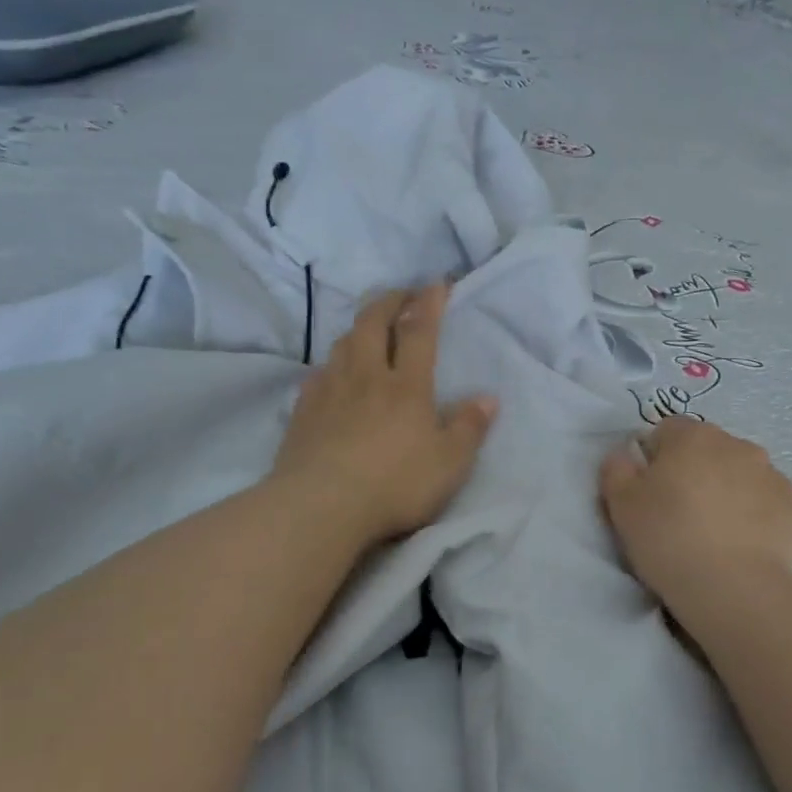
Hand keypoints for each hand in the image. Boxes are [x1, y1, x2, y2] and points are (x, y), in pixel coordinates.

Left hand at [272, 285, 497, 548]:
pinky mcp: (303, 411)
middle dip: (390, 302)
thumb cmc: (394, 484)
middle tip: (401, 294)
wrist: (320, 507)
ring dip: (358, 327)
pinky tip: (332, 373)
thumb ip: (469, 428)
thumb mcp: (449, 464)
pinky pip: (318, 373)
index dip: (429, 304)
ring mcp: (330, 391)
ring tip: (369, 328)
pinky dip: (332, 363)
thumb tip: (488, 398)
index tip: (436, 284)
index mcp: (407, 386)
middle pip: (373, 324)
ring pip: (342, 343)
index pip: (419, 332)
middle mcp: (366, 377)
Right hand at [599, 417, 791, 624]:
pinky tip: (744, 554)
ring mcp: (776, 479)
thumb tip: (625, 456)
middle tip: (680, 517)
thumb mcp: (621, 505)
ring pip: (744, 479)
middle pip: (710, 452)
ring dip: (729, 497)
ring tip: (715, 539)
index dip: (655, 459)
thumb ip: (616, 469)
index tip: (650, 493)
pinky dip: (758, 524)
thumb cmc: (669, 538)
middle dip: (696, 475)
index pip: (667, 431)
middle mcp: (739, 446)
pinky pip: (771, 510)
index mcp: (694, 437)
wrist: (736, 590)